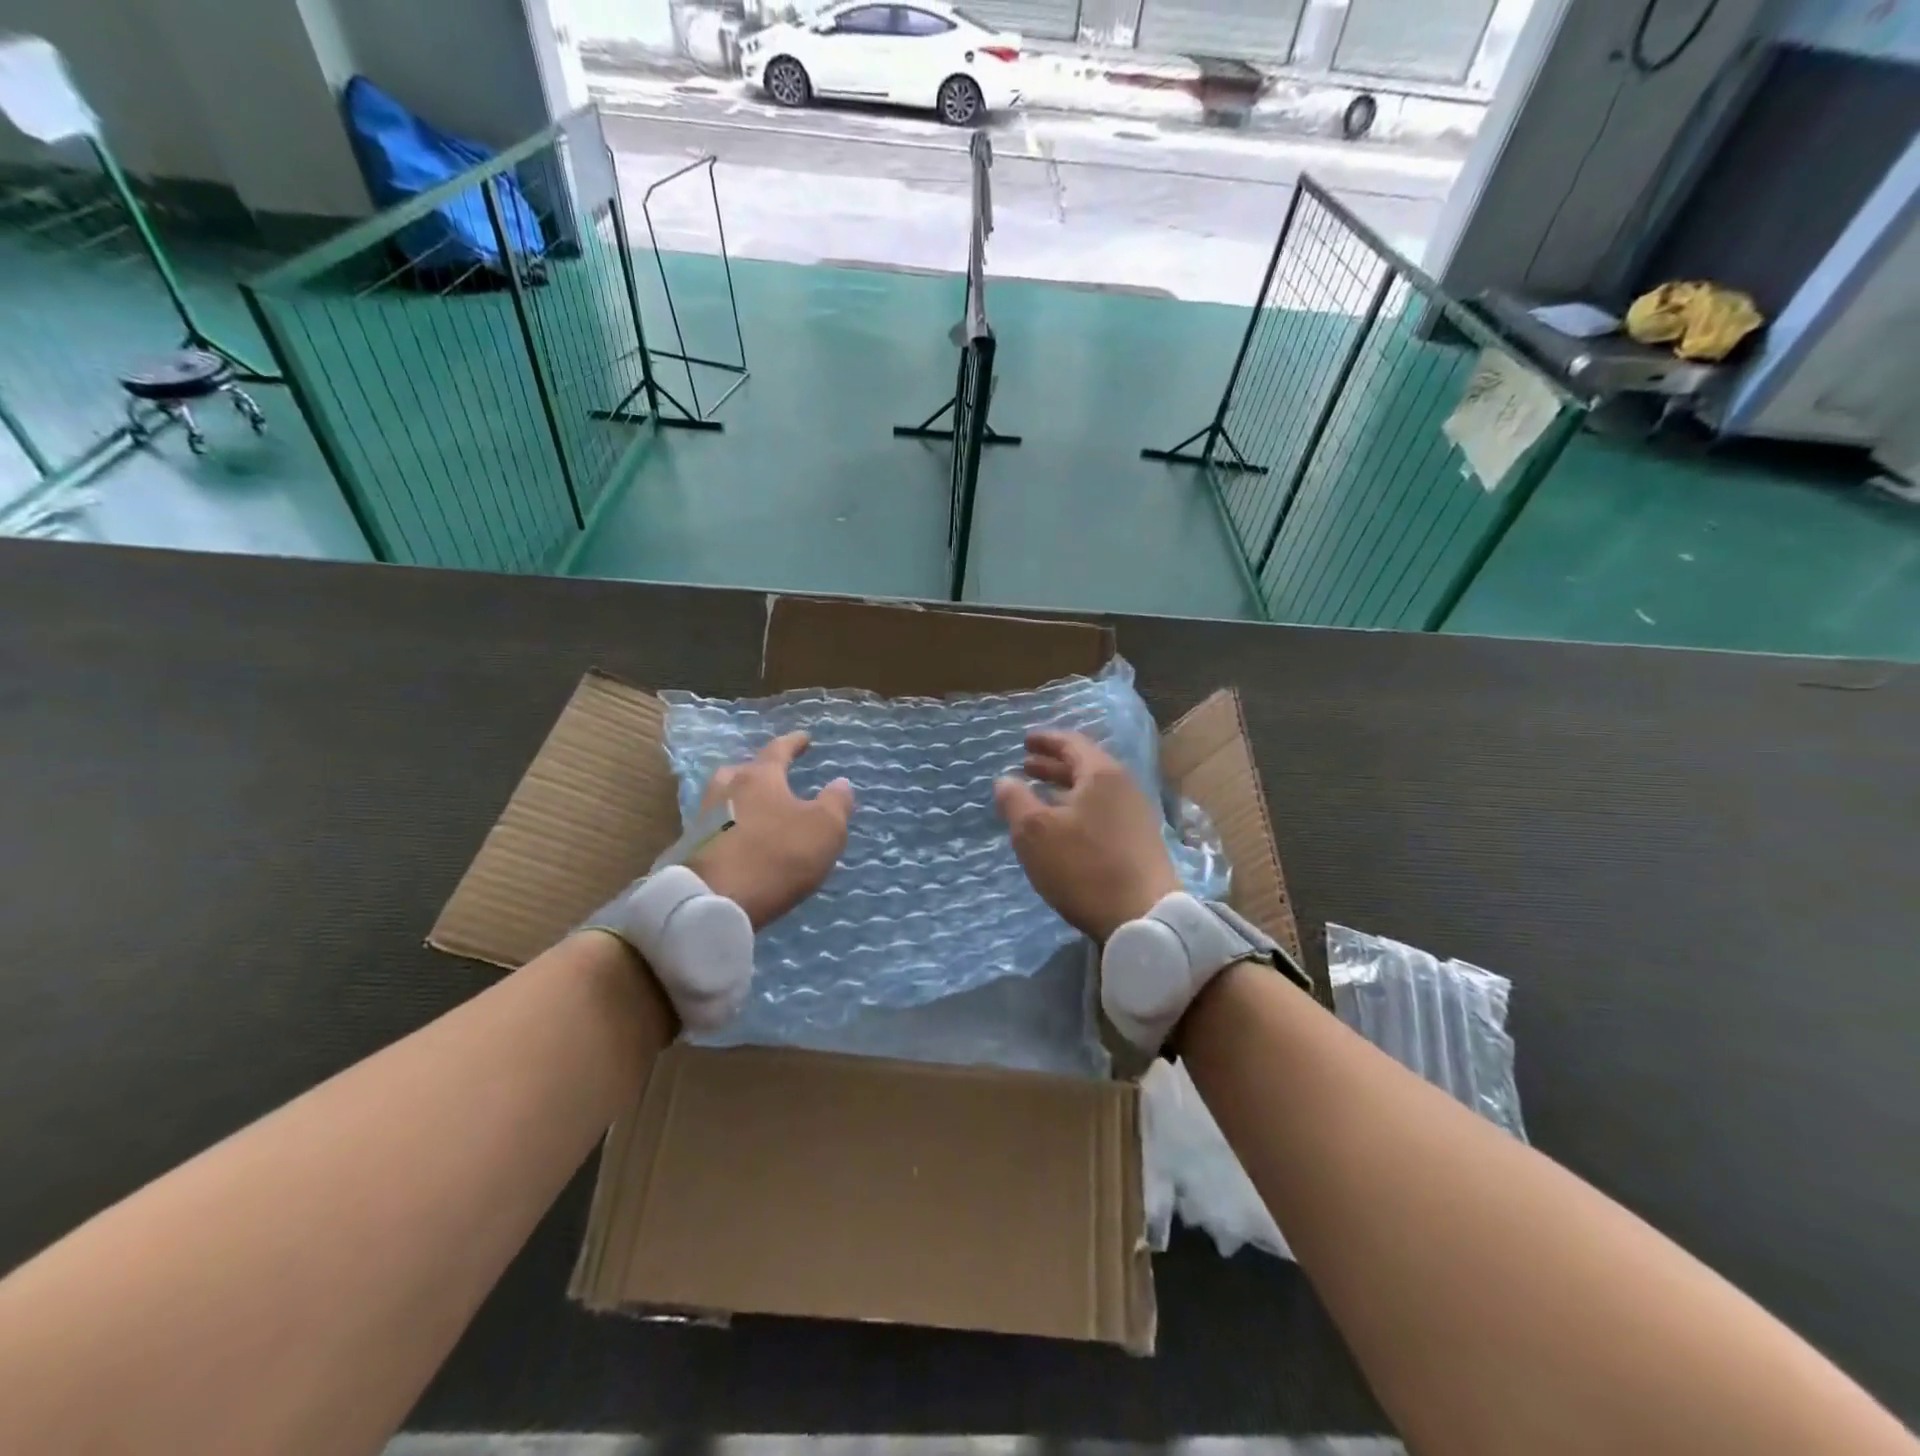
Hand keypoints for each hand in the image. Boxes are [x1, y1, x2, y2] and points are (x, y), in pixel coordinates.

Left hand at [687, 732, 853, 930]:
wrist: (715, 902)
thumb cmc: (776, 856)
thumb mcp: (824, 829)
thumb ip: (836, 803)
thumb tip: (840, 783)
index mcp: (759, 778)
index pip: (778, 750)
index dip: (793, 743)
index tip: (804, 738)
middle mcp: (726, 790)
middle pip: (740, 771)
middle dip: (757, 771)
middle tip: (772, 776)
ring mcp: (704, 820)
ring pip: (723, 799)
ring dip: (740, 800)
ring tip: (756, 810)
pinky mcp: (692, 850)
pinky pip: (716, 829)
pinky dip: (730, 829)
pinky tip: (741, 842)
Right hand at [994, 730, 1179, 942]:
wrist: (1144, 917)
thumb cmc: (1084, 867)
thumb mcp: (1035, 833)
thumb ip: (1015, 801)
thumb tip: (1005, 780)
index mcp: (1102, 774)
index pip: (1072, 743)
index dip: (1046, 740)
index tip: (1025, 741)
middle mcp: (1124, 787)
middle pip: (1085, 766)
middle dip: (1053, 765)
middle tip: (1027, 766)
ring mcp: (1137, 815)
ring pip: (1095, 791)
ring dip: (1065, 789)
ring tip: (1040, 797)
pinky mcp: (1140, 842)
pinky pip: (1103, 812)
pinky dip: (1079, 809)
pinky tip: (1064, 828)